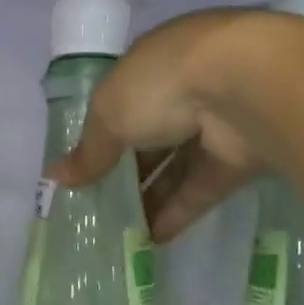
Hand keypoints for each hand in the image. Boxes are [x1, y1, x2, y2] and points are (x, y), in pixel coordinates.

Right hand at [46, 10, 265, 241]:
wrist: (246, 89)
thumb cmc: (162, 85)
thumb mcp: (109, 113)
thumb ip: (89, 149)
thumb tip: (56, 177)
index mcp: (152, 65)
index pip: (122, 100)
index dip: (102, 132)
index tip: (84, 165)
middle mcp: (185, 89)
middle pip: (150, 134)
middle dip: (126, 168)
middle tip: (99, 204)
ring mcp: (215, 123)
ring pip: (177, 164)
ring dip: (150, 195)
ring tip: (121, 231)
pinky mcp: (239, 158)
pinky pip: (202, 188)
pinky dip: (179, 211)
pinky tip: (154, 239)